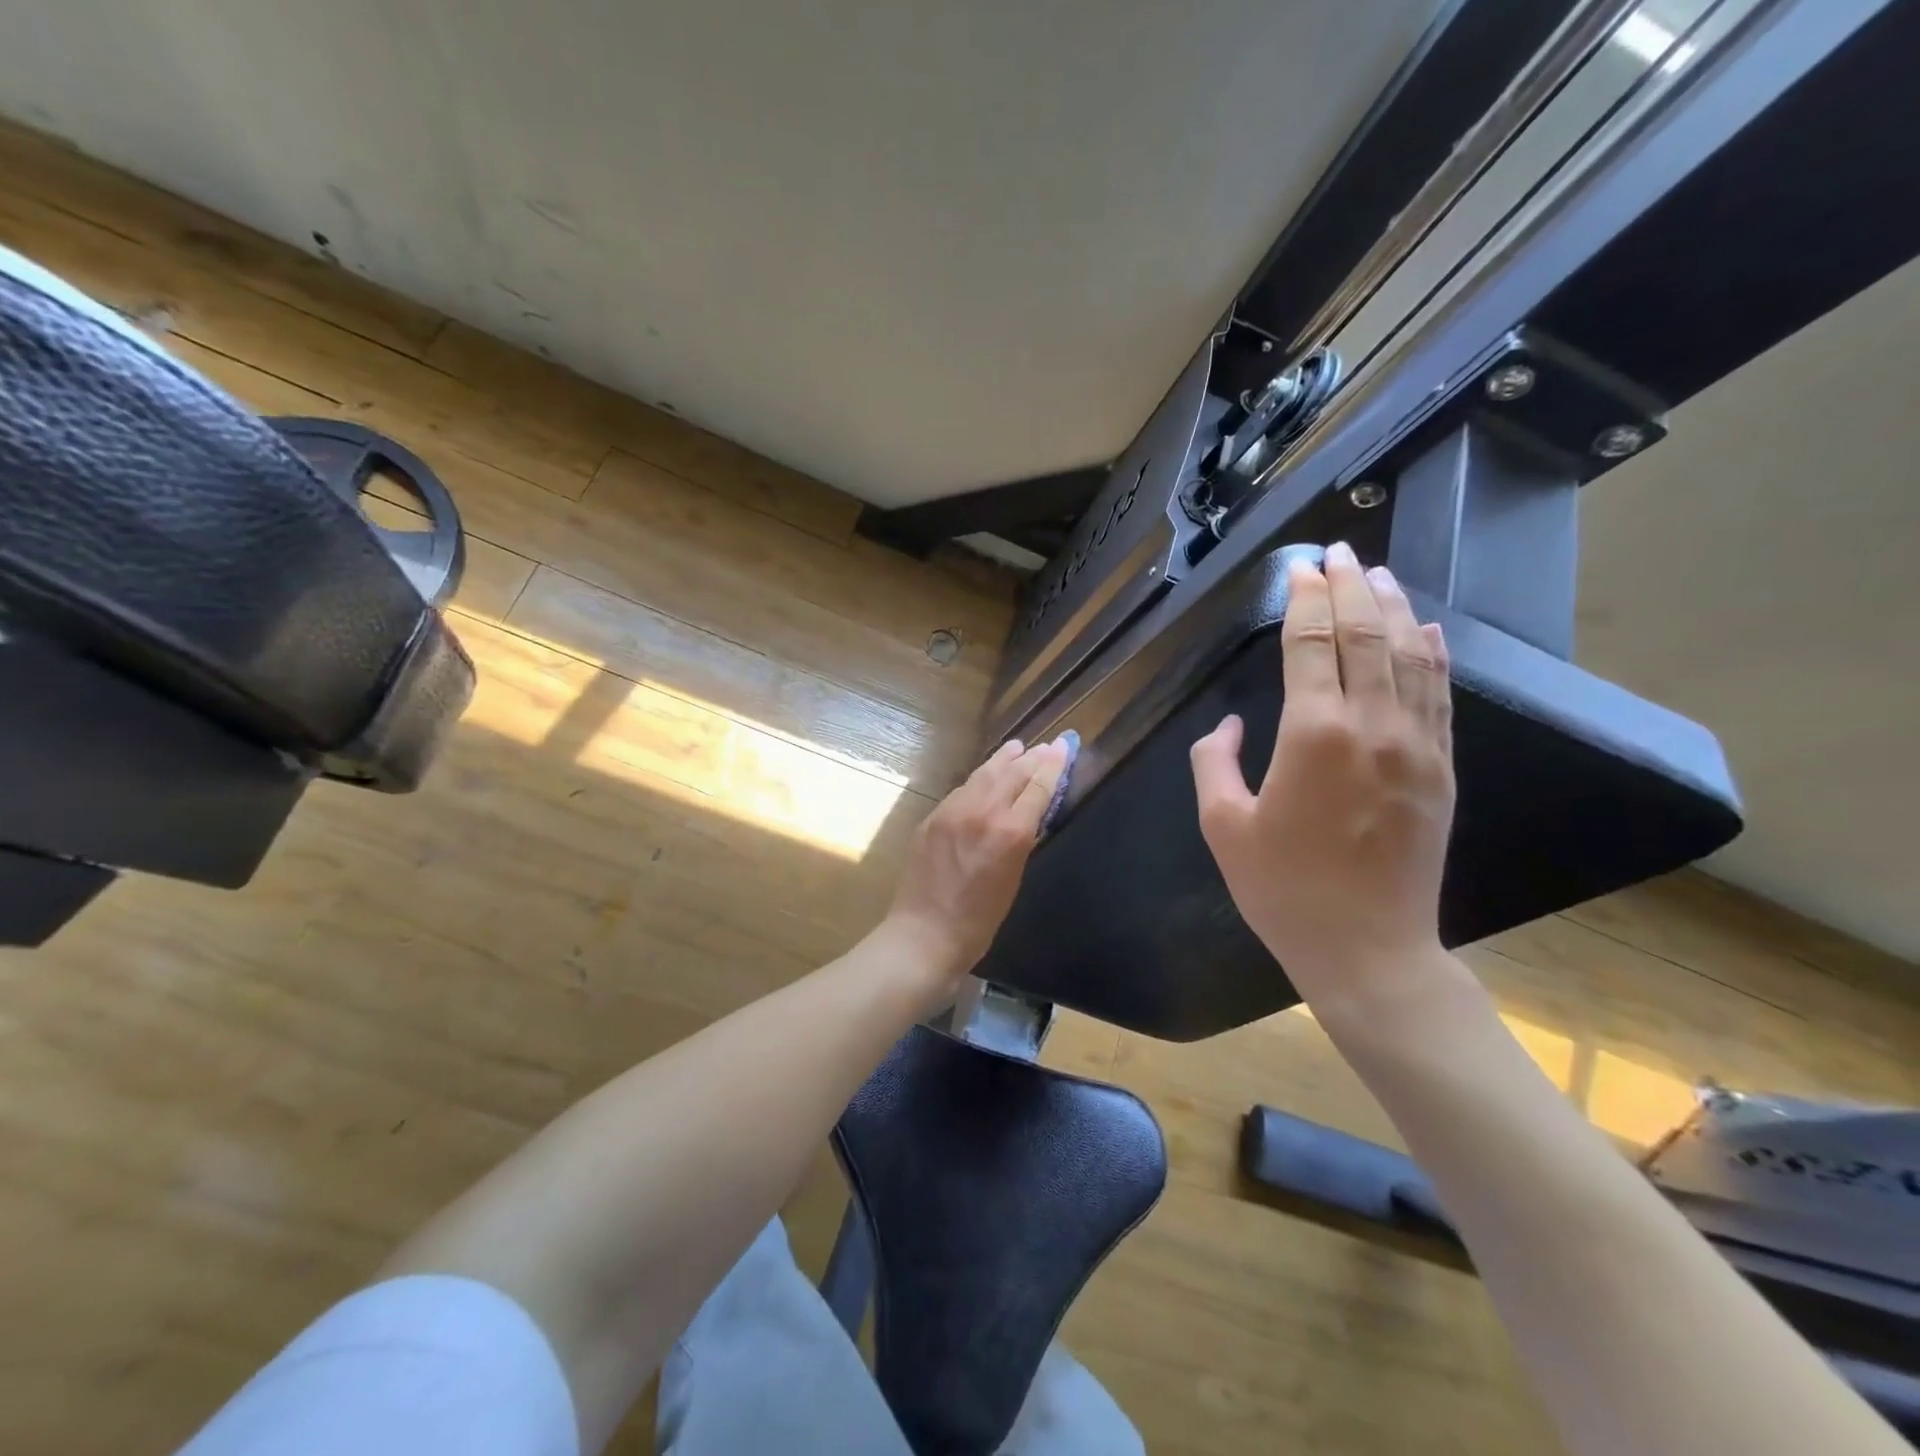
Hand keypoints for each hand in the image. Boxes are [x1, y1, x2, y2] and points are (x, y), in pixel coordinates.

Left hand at [883, 736, 1071, 987]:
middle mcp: (982, 812)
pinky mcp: (933, 817)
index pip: (1037, 787)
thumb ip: (1020, 841)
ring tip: (1017, 748)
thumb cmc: (978, 921)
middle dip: (1032, 758)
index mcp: (1010, 832)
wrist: (924, 934)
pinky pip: (962, 790)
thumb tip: (1027, 816)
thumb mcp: (1013, 880)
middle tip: (1046, 746)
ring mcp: (953, 811)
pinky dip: (980, 779)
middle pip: (1012, 774)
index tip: (1063, 748)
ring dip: (1003, 760)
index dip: (1053, 766)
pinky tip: (985, 776)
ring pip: (984, 775)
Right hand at [1189, 543, 1454, 1022]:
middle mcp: (1372, 727)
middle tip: (1339, 551)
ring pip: (1410, 657)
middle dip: (1349, 588)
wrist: (1368, 948)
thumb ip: (1214, 764)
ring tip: (1379, 573)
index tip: (1302, 567)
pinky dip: (1433, 655)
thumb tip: (1229, 728)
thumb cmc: (1283, 889)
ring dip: (1394, 609)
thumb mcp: (1224, 827)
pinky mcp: (1440, 770)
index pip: (1312, 646)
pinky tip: (1427, 630)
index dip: (1305, 601)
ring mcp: (1416, 747)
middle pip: (1365, 637)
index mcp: (1313, 735)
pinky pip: (1440, 697)